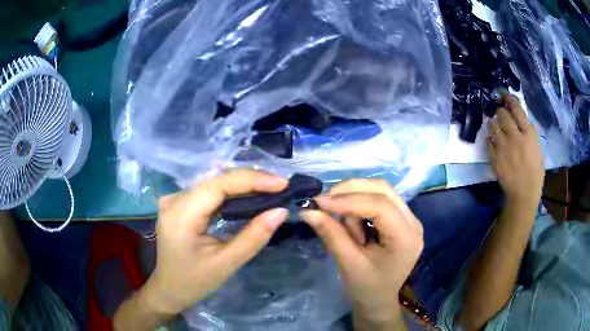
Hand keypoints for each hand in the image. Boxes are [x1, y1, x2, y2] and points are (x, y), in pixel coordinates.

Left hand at [144, 169, 288, 315]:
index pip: (218, 185)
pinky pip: (208, 191)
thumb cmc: (194, 282)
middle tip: (280, 185)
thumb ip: (254, 237)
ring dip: (242, 184)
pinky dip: (231, 192)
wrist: (168, 289)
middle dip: (250, 180)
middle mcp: (174, 199)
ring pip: (213, 182)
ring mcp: (174, 199)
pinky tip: (248, 195)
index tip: (281, 183)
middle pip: (216, 180)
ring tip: (270, 188)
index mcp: (180, 215)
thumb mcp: (226, 263)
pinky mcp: (179, 203)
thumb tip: (280, 211)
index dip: (251, 179)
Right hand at [299, 179, 422, 325]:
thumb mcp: (348, 264)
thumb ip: (332, 235)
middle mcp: (413, 222)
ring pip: (380, 190)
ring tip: (343, 223)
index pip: (381, 206)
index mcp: (406, 238)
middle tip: (325, 202)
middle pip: (383, 190)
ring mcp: (409, 218)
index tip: (321, 202)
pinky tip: (351, 222)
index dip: (350, 200)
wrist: (378, 299)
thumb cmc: (366, 287)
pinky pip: (378, 199)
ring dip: (355, 198)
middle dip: (351, 191)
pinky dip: (359, 203)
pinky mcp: (400, 218)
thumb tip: (308, 211)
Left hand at [488, 93, 543, 202]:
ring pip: (493, 125)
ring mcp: (504, 146)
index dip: (509, 99)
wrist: (523, 194)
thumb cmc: (535, 173)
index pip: (517, 109)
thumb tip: (520, 121)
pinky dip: (490, 139)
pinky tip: (493, 142)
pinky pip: (489, 141)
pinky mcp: (495, 156)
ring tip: (496, 127)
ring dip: (494, 124)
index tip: (504, 95)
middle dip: (500, 111)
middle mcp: (516, 137)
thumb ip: (529, 134)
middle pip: (502, 114)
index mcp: (529, 134)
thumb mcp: (538, 150)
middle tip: (500, 114)